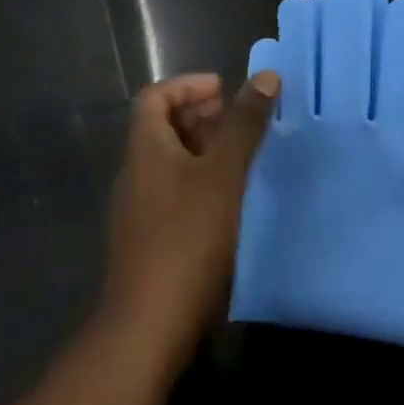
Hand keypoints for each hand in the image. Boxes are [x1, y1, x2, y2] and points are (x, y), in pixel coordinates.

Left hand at [98, 71, 276, 368]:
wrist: (148, 328)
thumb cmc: (187, 238)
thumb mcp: (223, 174)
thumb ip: (244, 124)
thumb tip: (266, 76)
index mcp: (145, 149)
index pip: (155, 97)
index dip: (188, 85)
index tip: (225, 90)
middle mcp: (136, 172)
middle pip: (162, 127)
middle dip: (200, 115)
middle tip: (240, 119)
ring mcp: (140, 209)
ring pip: (171, 161)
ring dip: (204, 148)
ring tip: (242, 155)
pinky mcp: (150, 240)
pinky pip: (175, 191)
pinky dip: (201, 180)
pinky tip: (230, 198)